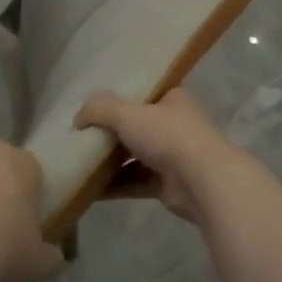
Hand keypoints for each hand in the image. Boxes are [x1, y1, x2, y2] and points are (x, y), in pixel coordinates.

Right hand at [75, 88, 244, 223]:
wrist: (203, 182)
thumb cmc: (168, 136)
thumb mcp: (127, 113)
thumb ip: (99, 109)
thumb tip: (77, 118)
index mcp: (172, 99)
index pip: (144, 92)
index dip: (119, 96)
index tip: (93, 104)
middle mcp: (174, 125)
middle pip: (135, 125)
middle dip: (109, 132)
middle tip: (80, 135)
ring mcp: (172, 156)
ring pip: (134, 156)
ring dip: (108, 161)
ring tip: (78, 161)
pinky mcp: (167, 185)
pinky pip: (134, 182)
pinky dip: (114, 185)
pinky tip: (87, 188)